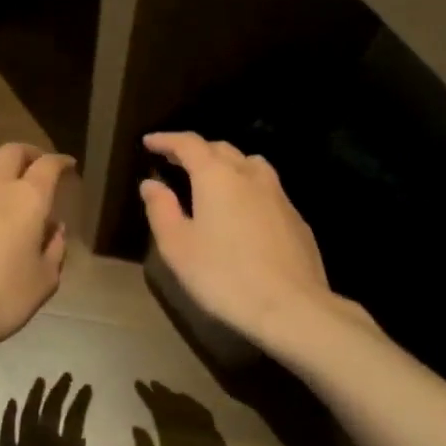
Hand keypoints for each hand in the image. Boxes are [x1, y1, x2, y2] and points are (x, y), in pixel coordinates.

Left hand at [0, 143, 72, 357]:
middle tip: (33, 166)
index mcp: (29, 198)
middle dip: (27, 154)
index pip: (49, 166)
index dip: (60, 162)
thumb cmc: (1, 298)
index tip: (67, 166)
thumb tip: (55, 228)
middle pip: (12, 152)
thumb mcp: (44, 281)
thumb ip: (55, 249)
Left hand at [0, 374, 91, 445]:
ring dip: (35, 395)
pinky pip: (6, 430)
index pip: (76, 416)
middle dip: (60, 390)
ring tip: (41, 380)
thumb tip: (78, 438)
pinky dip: (9, 415)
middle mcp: (44, 441)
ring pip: (28, 412)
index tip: (86, 387)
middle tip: (66, 377)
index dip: (81, 400)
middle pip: (52, 408)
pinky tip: (12, 402)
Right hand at [133, 381, 242, 445]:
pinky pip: (210, 423)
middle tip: (151, 384)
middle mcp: (196, 439)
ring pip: (196, 411)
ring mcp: (212, 445)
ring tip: (169, 394)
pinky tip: (191, 411)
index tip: (139, 384)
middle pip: (179, 408)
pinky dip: (198, 410)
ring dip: (182, 399)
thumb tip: (138, 426)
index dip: (150, 397)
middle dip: (164, 394)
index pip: (161, 412)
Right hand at [140, 132, 346, 350]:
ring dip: (226, 164)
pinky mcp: (296, 217)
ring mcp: (278, 194)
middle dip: (195, 150)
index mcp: (217, 176)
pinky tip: (243, 210)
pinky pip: (267, 188)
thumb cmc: (224, 276)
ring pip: (249, 164)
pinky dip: (247, 187)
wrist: (291, 306)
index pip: (189, 144)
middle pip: (221, 149)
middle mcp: (250, 174)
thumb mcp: (178, 247)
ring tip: (211, 179)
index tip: (149, 142)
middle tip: (174, 160)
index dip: (167, 140)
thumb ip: (161, 209)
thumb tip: (151, 184)